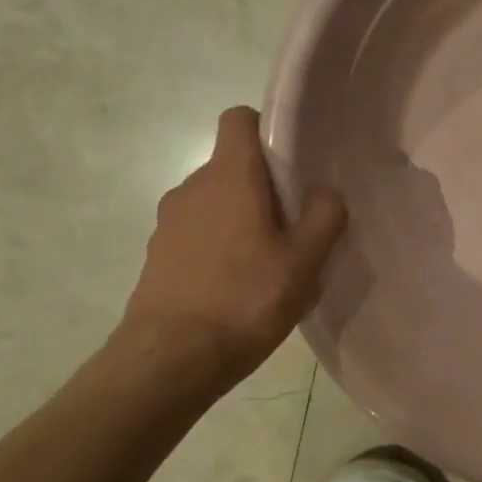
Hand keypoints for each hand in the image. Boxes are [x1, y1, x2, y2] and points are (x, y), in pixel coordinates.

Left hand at [118, 106, 345, 395]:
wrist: (167, 362)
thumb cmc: (244, 300)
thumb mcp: (304, 261)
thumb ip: (324, 216)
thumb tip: (324, 191)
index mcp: (229, 176)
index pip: (239, 119)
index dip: (267, 130)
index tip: (291, 163)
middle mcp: (192, 187)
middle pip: (232, 165)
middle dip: (263, 186)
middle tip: (293, 225)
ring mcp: (169, 222)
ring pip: (215, 202)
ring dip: (241, 219)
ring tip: (267, 263)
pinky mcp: (157, 255)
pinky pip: (197, 233)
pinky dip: (218, 246)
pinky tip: (237, 287)